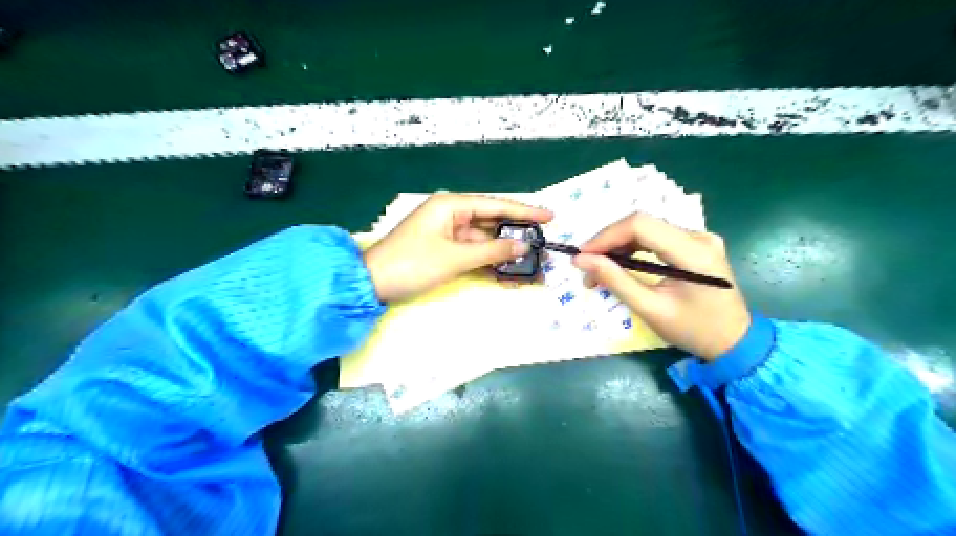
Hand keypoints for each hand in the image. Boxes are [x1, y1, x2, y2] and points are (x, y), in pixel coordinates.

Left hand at [366, 193, 553, 300]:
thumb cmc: (412, 264)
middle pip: (491, 220)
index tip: (550, 216)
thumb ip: (492, 250)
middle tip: (544, 241)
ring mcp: (447, 231)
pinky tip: (508, 266)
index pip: (496, 204)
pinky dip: (488, 258)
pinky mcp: (444, 248)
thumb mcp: (455, 257)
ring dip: (504, 249)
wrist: (371, 283)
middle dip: (516, 232)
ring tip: (532, 257)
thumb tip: (523, 246)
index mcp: (451, 204)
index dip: (525, 211)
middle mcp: (451, 213)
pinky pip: (472, 250)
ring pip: (483, 237)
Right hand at [570, 213, 750, 358]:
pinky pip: (657, 238)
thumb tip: (581, 260)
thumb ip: (616, 280)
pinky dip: (633, 249)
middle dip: (608, 243)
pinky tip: (620, 264)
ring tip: (598, 269)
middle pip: (642, 224)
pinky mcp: (696, 244)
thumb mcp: (650, 309)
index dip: (606, 236)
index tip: (581, 255)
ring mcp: (700, 238)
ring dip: (618, 246)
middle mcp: (699, 236)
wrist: (736, 342)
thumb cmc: (694, 330)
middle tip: (586, 266)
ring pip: (647, 229)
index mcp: (693, 252)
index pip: (640, 225)